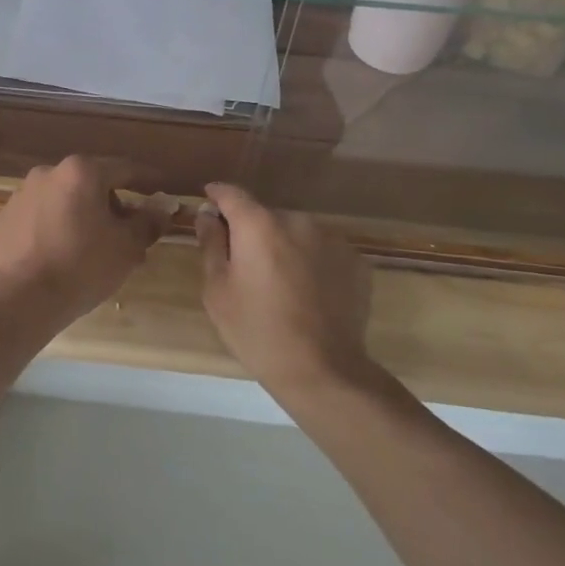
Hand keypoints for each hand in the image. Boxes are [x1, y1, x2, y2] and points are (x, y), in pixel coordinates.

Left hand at [0, 157, 169, 325]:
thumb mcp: (128, 246)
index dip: (148, 180)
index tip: (162, 190)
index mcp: (81, 171)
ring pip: (65, 199)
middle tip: (129, 232)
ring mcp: (22, 194)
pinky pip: (42, 216)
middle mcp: (49, 172)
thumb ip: (149, 221)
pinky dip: (57, 227)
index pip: (125, 169)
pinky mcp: (6, 217)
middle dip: (113, 204)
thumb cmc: (83, 266)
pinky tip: (64, 254)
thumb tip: (163, 206)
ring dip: (84, 215)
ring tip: (96, 248)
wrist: (22, 298)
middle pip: (92, 183)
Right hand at [195, 183, 373, 393]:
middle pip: (266, 216)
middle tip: (245, 263)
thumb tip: (208, 215)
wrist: (323, 370)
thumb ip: (211, 244)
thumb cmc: (257, 330)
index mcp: (259, 225)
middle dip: (253, 231)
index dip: (218, 195)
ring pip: (297, 233)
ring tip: (280, 283)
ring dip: (285, 246)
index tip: (209, 201)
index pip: (232, 194)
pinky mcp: (356, 262)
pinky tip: (308, 293)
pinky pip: (323, 252)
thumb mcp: (218, 290)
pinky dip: (312, 262)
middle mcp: (297, 221)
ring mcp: (332, 239)